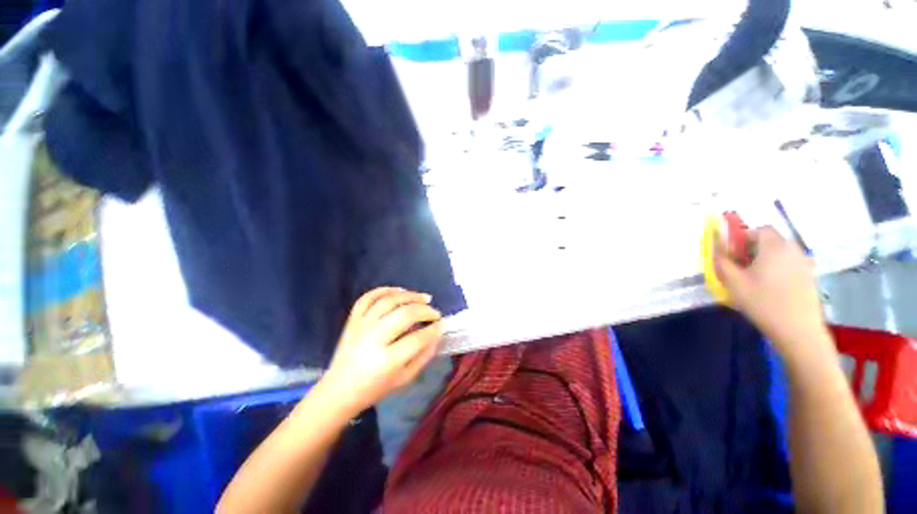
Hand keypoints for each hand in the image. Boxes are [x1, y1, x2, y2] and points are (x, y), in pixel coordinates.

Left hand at [321, 287, 443, 416]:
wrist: (339, 390)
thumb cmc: (375, 388)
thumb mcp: (405, 378)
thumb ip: (424, 355)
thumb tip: (437, 334)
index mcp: (386, 361)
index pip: (417, 338)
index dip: (434, 329)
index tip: (442, 325)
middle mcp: (373, 339)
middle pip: (404, 314)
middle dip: (425, 310)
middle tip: (435, 313)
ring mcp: (361, 326)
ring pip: (388, 301)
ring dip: (410, 296)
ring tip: (424, 298)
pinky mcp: (352, 319)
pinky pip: (368, 297)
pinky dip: (385, 290)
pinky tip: (400, 291)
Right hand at [715, 227, 832, 362]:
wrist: (798, 330)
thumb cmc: (762, 302)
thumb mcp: (733, 281)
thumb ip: (721, 259)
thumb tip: (715, 244)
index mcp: (775, 246)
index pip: (759, 230)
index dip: (743, 238)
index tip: (733, 254)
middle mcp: (793, 249)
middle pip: (771, 240)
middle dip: (753, 249)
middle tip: (740, 268)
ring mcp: (805, 263)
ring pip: (780, 253)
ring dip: (765, 260)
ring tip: (755, 280)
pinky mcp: (810, 277)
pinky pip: (790, 264)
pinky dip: (778, 269)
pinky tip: (771, 289)